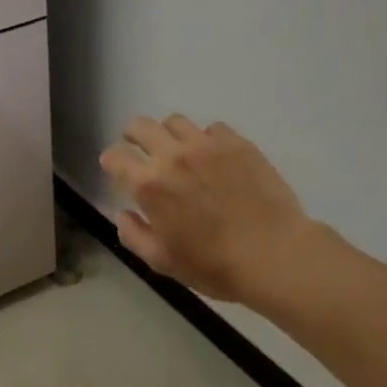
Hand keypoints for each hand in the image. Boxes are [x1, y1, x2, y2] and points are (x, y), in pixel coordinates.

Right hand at [100, 116, 336, 305]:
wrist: (275, 255)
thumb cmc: (214, 265)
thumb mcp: (163, 261)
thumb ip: (134, 235)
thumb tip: (123, 214)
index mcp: (149, 184)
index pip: (115, 157)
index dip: (111, 161)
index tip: (115, 168)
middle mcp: (172, 156)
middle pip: (140, 126)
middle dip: (133, 136)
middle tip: (140, 149)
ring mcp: (206, 145)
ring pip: (175, 121)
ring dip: (169, 134)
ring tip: (178, 150)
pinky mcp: (236, 143)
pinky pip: (212, 128)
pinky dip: (206, 139)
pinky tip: (214, 157)